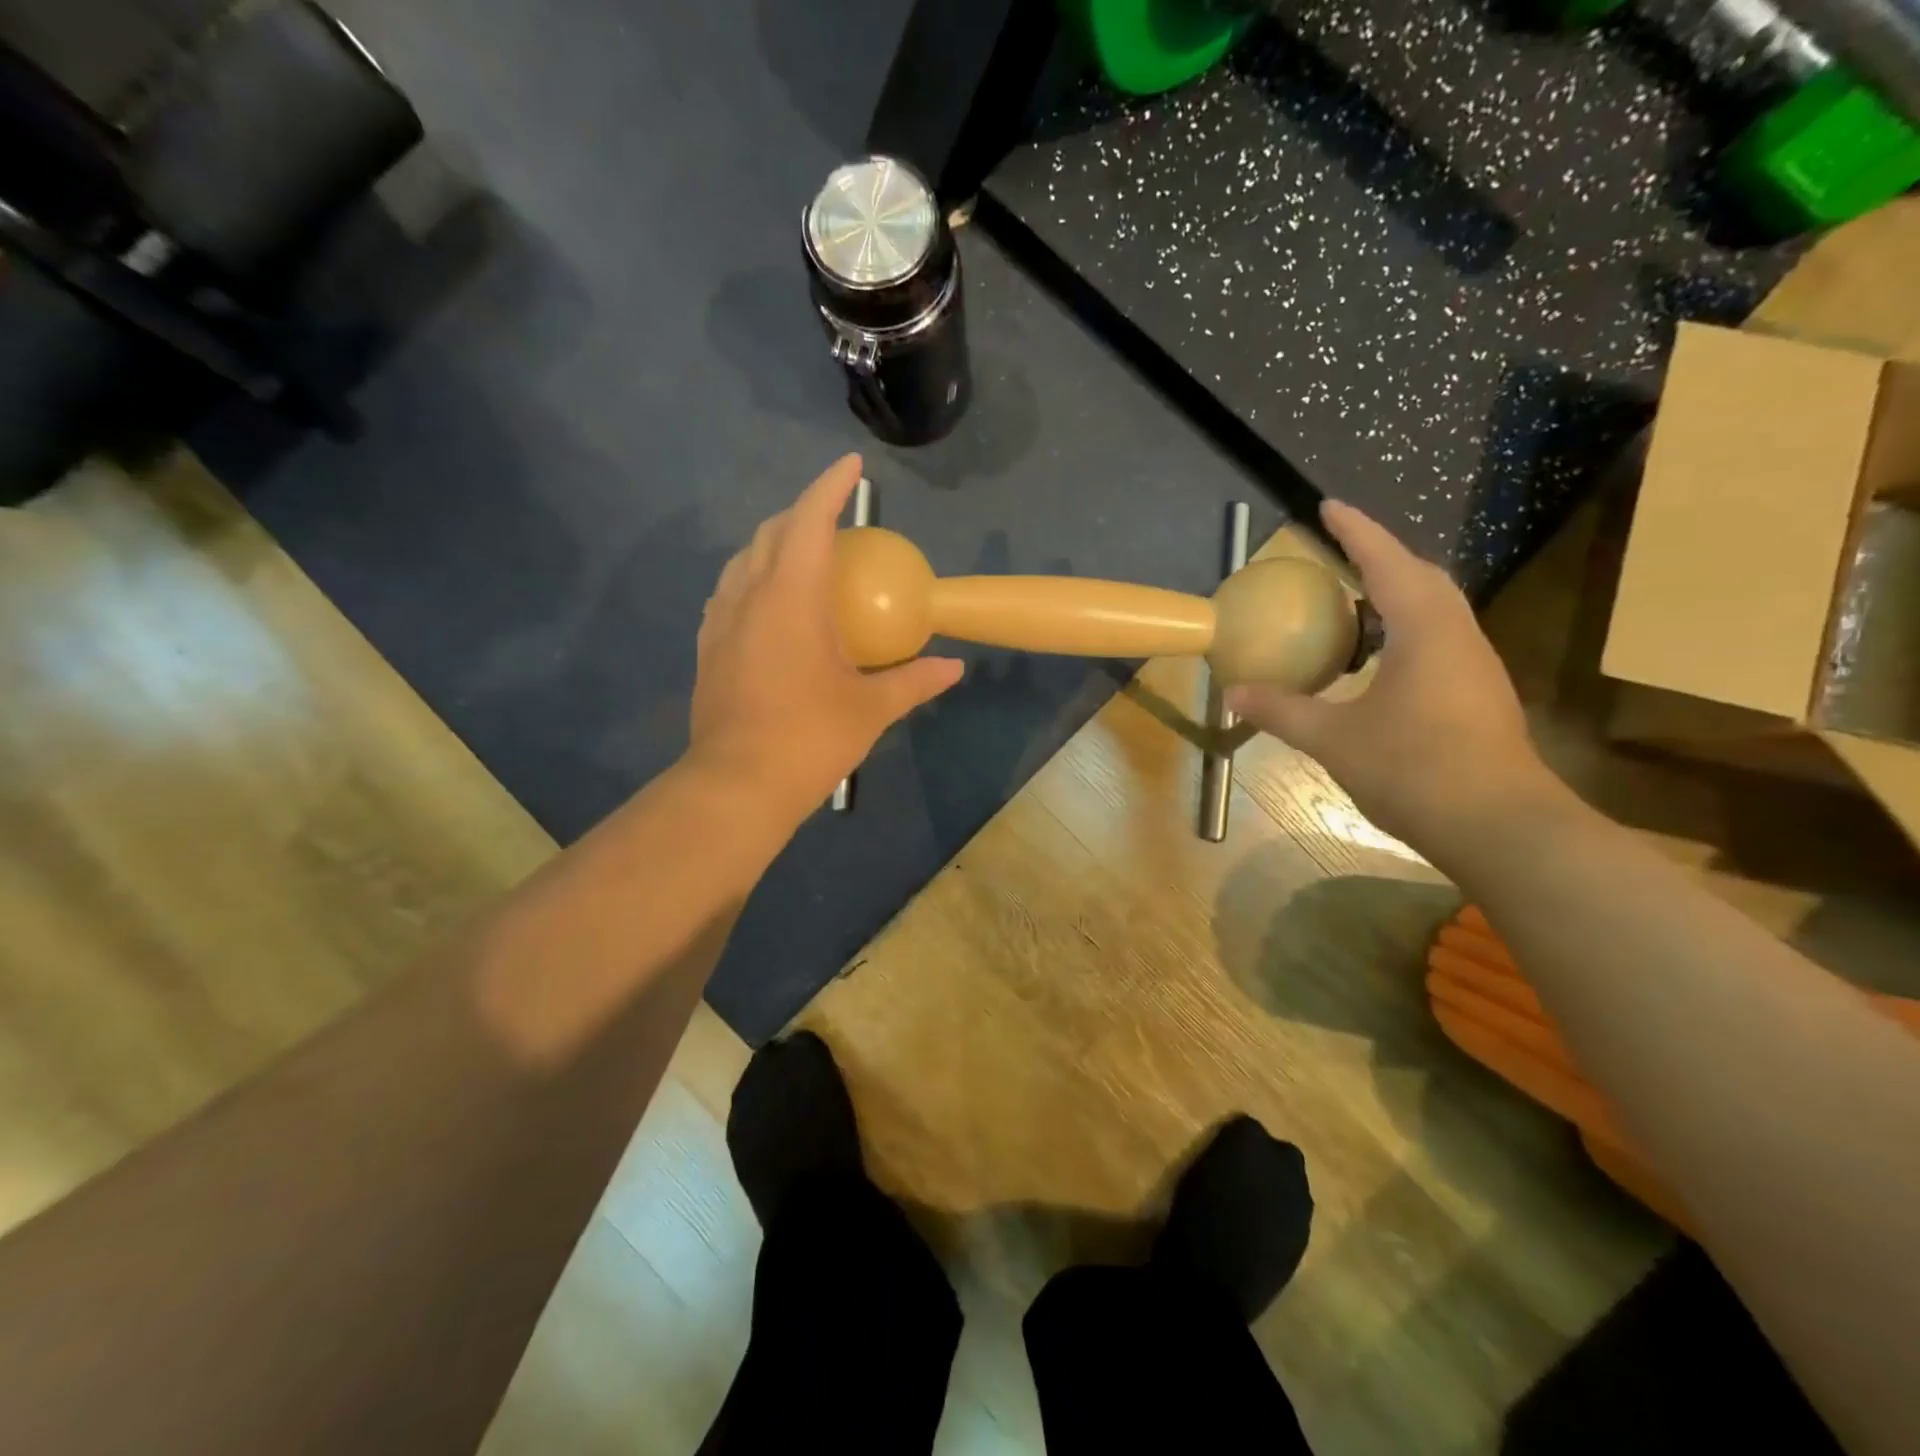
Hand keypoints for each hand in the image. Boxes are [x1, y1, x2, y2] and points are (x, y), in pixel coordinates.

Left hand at [690, 455, 962, 816]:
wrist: (737, 785)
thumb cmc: (810, 739)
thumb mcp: (871, 709)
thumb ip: (914, 681)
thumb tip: (954, 668)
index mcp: (792, 597)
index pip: (810, 521)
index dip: (830, 487)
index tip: (852, 466)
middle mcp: (749, 595)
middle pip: (772, 532)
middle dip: (803, 512)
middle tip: (835, 519)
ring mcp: (721, 621)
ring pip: (743, 559)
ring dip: (773, 543)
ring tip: (802, 554)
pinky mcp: (708, 647)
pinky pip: (730, 592)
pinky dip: (753, 577)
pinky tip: (770, 603)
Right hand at [1226, 500, 1559, 852]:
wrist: (1500, 827)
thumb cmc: (1415, 769)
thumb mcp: (1335, 739)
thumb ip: (1282, 711)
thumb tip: (1232, 693)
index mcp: (1425, 631)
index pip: (1387, 563)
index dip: (1356, 532)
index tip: (1328, 505)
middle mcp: (1458, 636)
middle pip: (1422, 578)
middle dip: (1382, 557)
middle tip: (1341, 554)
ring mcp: (1475, 667)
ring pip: (1436, 610)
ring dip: (1398, 594)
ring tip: (1356, 600)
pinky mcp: (1479, 695)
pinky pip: (1439, 640)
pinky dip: (1406, 630)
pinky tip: (1379, 660)